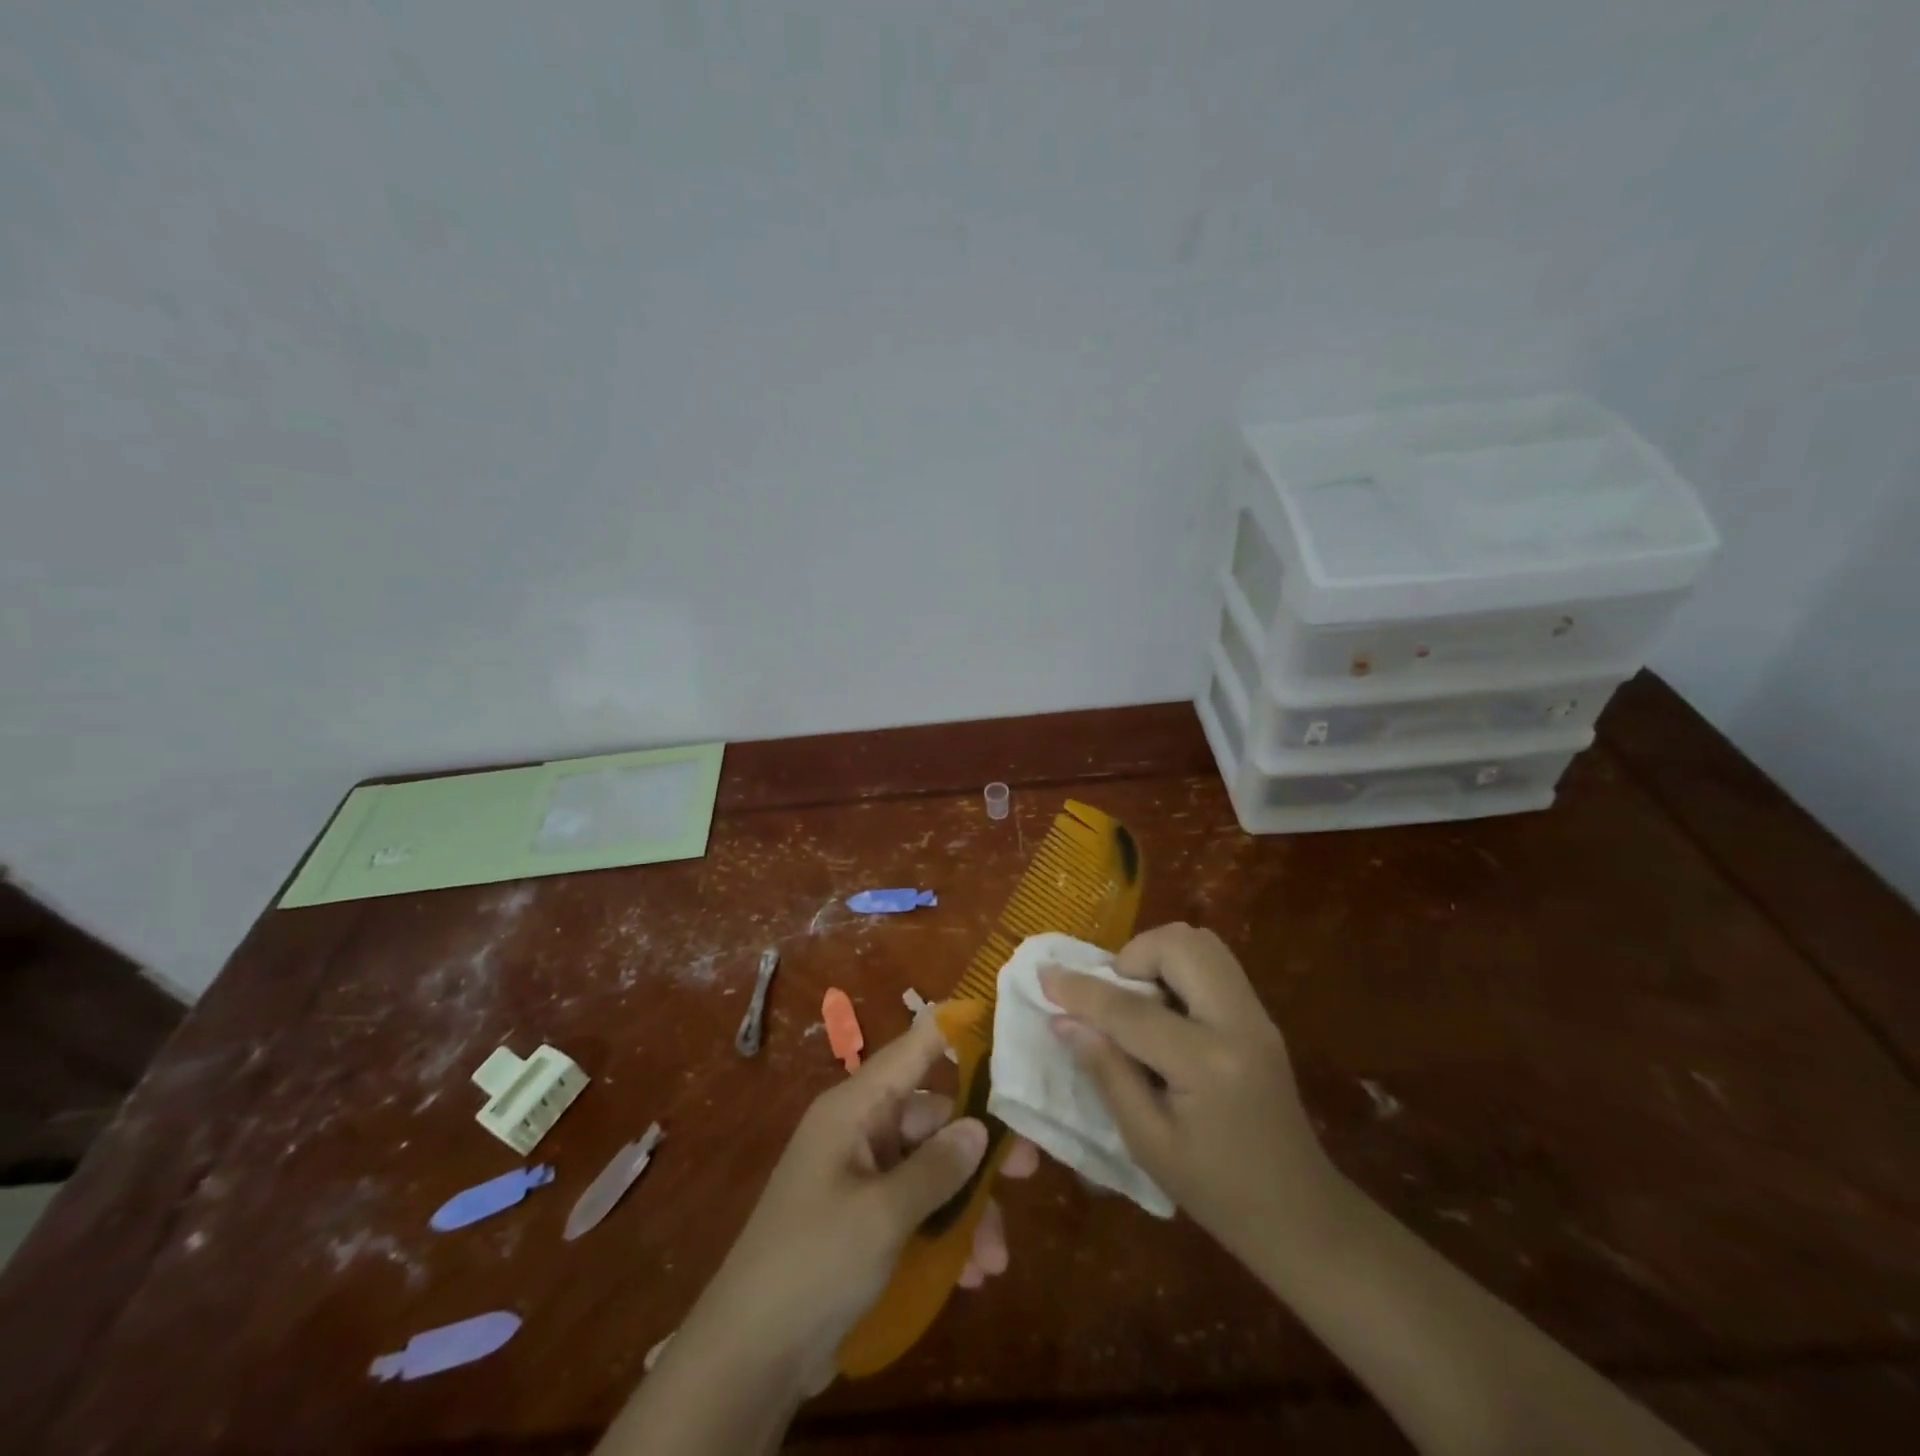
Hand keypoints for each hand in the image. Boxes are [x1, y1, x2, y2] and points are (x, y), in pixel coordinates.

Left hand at [661, 1012, 1037, 1398]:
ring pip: (930, 1169)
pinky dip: (945, 1234)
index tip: (1004, 1022)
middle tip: (1031, 1170)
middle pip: (932, 1118)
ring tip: (997, 1258)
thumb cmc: (814, 1262)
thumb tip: (980, 1129)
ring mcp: (861, 1177)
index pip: (913, 1049)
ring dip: (967, 1208)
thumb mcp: (883, 1215)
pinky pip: (916, 1209)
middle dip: (979, 1149)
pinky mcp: (863, 1221)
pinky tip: (972, 1275)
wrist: (748, 1357)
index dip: (956, 1031)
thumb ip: (937, 1169)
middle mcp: (859, 1131)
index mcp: (855, 1108)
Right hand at [1040, 922, 1336, 1271]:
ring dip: (1157, 956)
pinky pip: (1213, 964)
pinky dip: (1178, 968)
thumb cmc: (1217, 1192)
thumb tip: (1062, 1020)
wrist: (1302, 1215)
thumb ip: (1106, 1072)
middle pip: (1179, 946)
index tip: (1044, 976)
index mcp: (1208, 1063)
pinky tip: (1164, 1011)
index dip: (1081, 991)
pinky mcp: (1260, 1016)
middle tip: (1110, 996)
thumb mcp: (1148, 1142)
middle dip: (1132, 956)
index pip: (1131, 1009)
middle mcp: (1238, 1022)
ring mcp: (1256, 1014)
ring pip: (1201, 943)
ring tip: (1136, 1000)